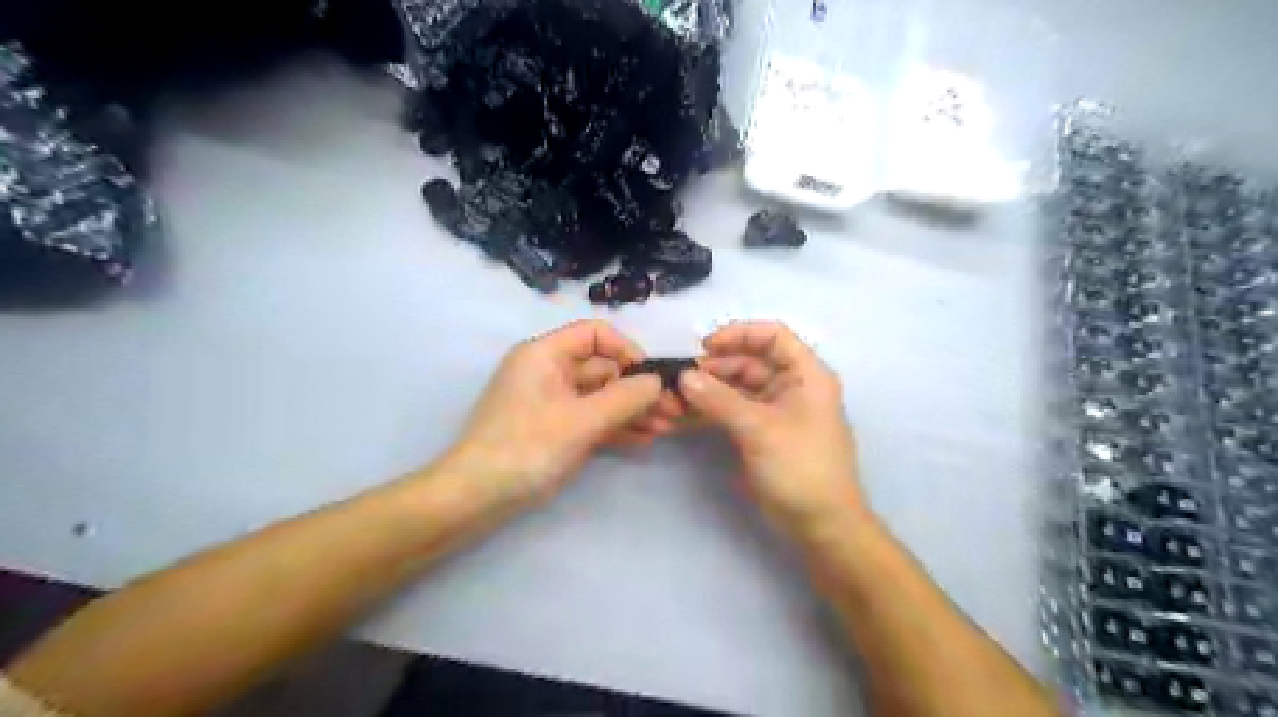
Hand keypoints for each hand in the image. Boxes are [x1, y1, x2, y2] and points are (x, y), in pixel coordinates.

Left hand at [441, 319, 677, 503]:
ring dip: (632, 410)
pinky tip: (645, 439)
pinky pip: (592, 419)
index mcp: (546, 355)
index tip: (651, 376)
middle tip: (672, 409)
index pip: (594, 334)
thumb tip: (658, 381)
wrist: (478, 497)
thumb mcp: (581, 420)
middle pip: (602, 368)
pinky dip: (616, 427)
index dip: (626, 349)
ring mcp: (553, 403)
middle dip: (637, 388)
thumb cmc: (527, 447)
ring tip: (665, 427)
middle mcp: (549, 372)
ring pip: (600, 397)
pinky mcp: (556, 430)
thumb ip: (625, 397)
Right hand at [677, 322, 869, 535]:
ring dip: (710, 389)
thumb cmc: (800, 467)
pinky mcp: (763, 431)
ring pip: (739, 386)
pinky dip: (713, 410)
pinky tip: (686, 415)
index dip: (738, 334)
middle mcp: (792, 385)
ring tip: (678, 398)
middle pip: (751, 361)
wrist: (821, 524)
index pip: (773, 336)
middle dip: (716, 366)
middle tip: (682, 380)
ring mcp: (777, 409)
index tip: (704, 347)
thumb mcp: (759, 429)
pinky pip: (735, 410)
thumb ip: (719, 399)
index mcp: (806, 374)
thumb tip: (684, 376)